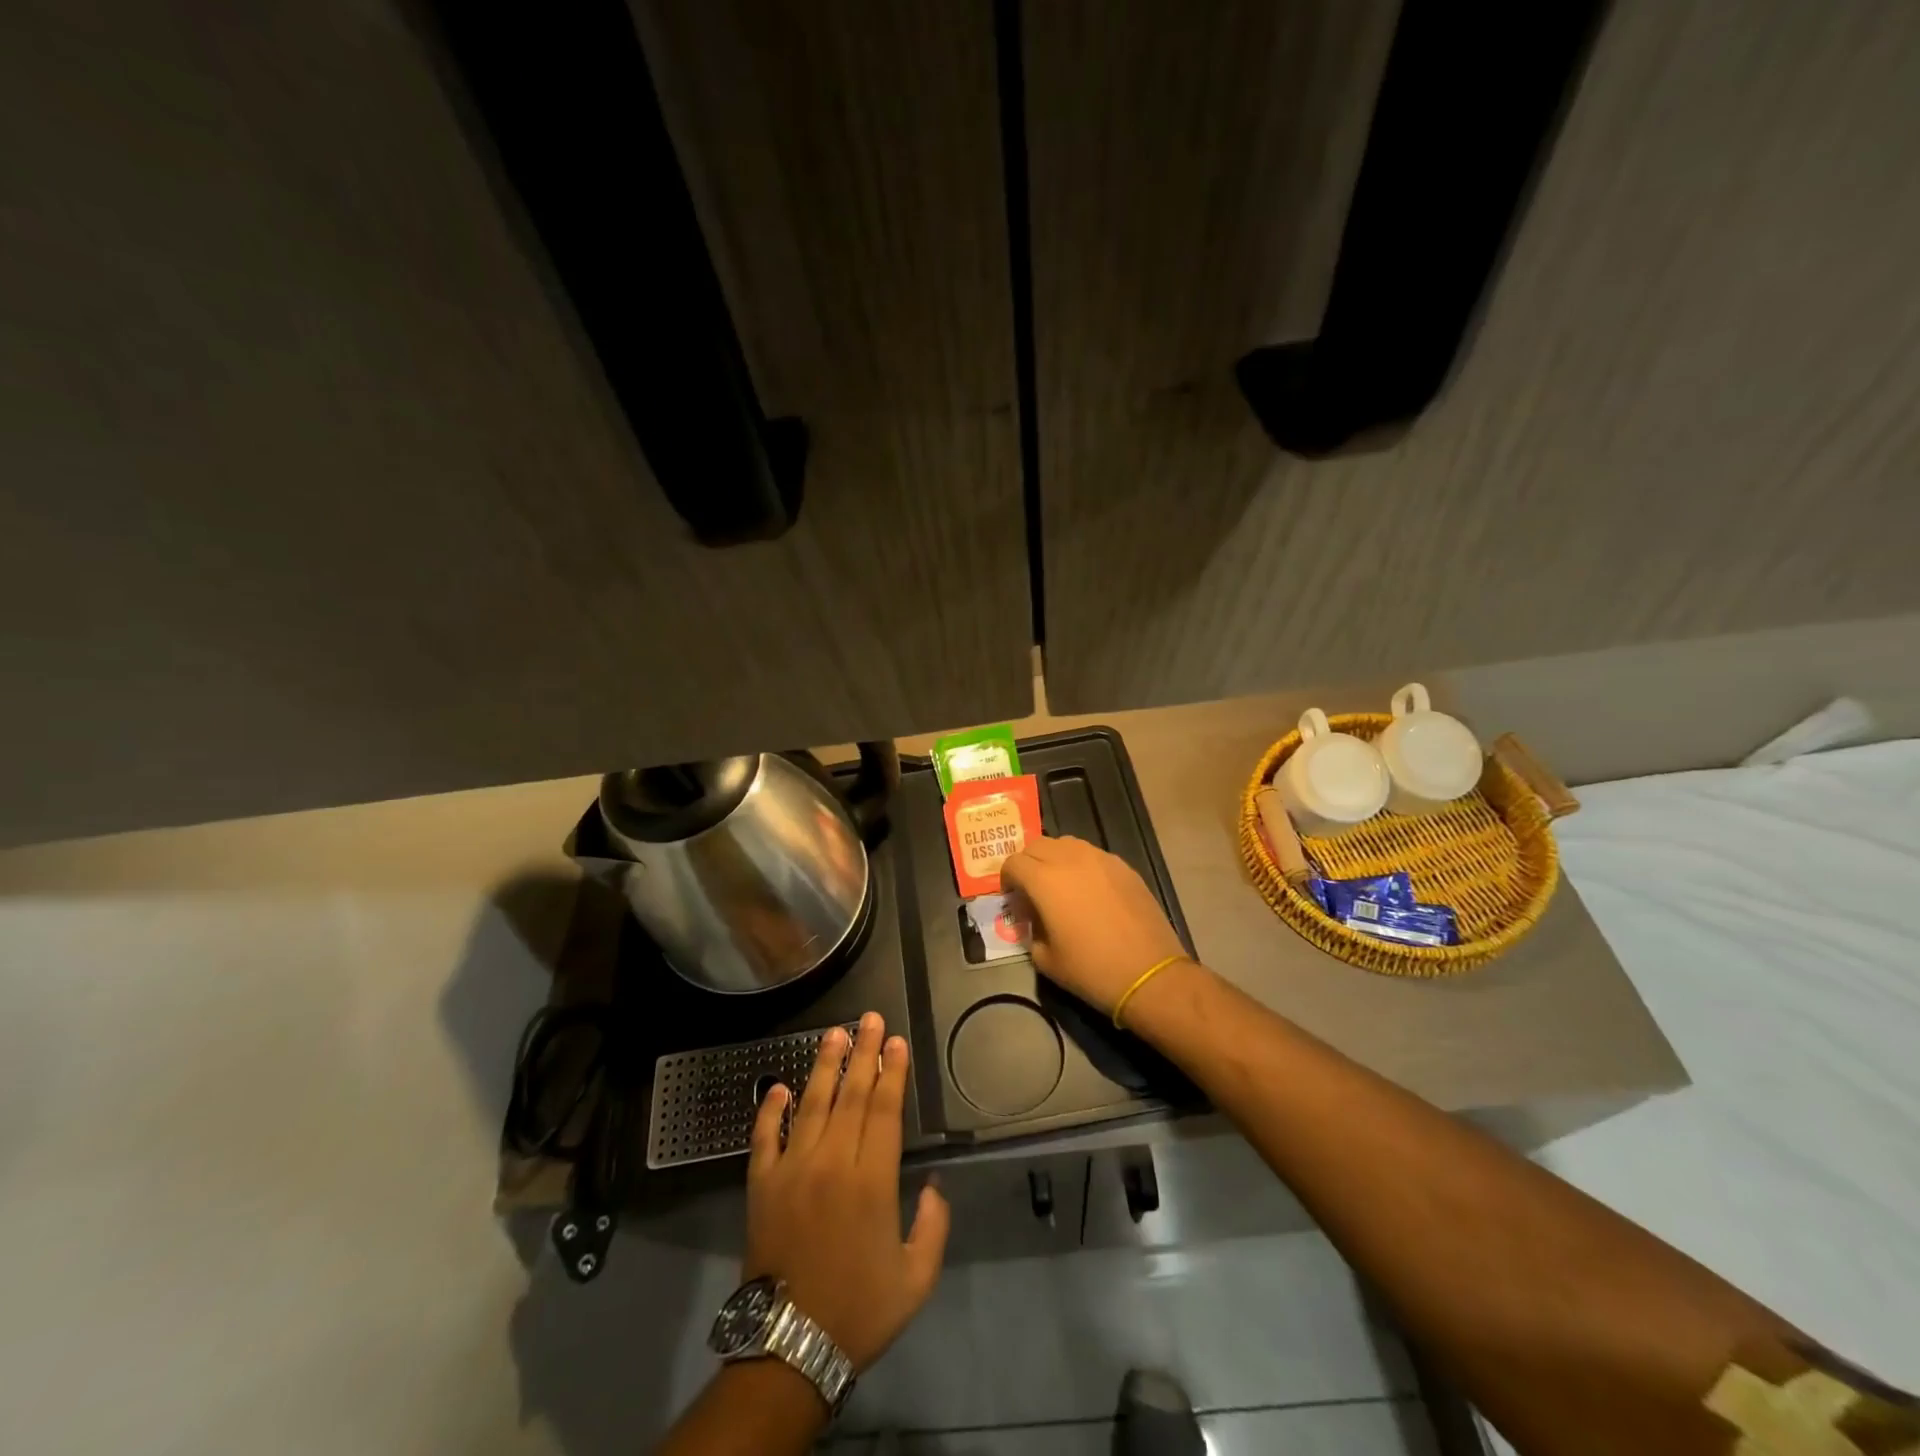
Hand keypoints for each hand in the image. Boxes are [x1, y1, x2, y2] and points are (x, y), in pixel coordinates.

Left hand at [744, 1012, 949, 1372]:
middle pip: (851, 1095)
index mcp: (872, 1181)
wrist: (789, 1347)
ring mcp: (792, 1169)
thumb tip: (935, 1185)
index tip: (896, 1042)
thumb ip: (933, 1226)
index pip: (884, 1110)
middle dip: (863, 1053)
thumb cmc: (859, 1310)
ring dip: (824, 1066)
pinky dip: (770, 1110)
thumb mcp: (915, 1277)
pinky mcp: (762, 1185)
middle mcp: (832, 1162)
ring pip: (810, 1104)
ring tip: (834, 1034)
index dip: (892, 1072)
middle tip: (870, 1018)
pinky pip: (765, 1137)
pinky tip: (778, 1086)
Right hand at [999, 835, 1187, 1014]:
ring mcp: (1100, 858)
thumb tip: (1035, 919)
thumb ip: (1031, 930)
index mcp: (1045, 880)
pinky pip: (1093, 854)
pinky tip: (1090, 891)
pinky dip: (1082, 865)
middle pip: (1037, 845)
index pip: (1013, 862)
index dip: (1007, 879)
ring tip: (1061, 885)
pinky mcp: (1123, 866)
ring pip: (1066, 843)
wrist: (1148, 973)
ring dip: (1055, 858)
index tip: (1013, 898)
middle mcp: (1070, 859)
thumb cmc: (1091, 970)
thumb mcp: (1045, 959)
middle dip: (1028, 863)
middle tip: (1032, 889)